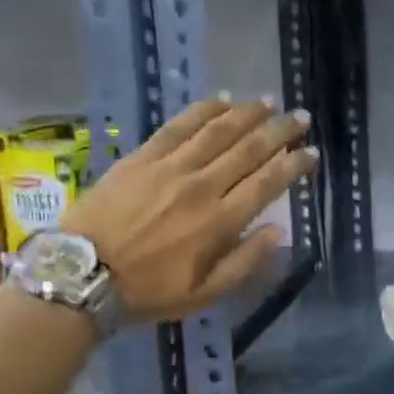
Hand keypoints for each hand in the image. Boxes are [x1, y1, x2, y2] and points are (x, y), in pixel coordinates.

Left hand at [59, 98, 315, 320]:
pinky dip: (204, 110)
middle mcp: (201, 186)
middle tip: (300, 117)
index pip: (267, 183)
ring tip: (268, 102)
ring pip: (218, 130)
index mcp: (219, 222)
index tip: (311, 152)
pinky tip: (222, 100)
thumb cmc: (146, 291)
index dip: (293, 164)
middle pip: (249, 149)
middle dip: (279, 130)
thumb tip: (279, 230)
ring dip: (248, 113)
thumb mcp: (203, 294)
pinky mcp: (143, 156)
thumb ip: (244, 262)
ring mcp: (170, 167)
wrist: (82, 274)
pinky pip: (179, 125)